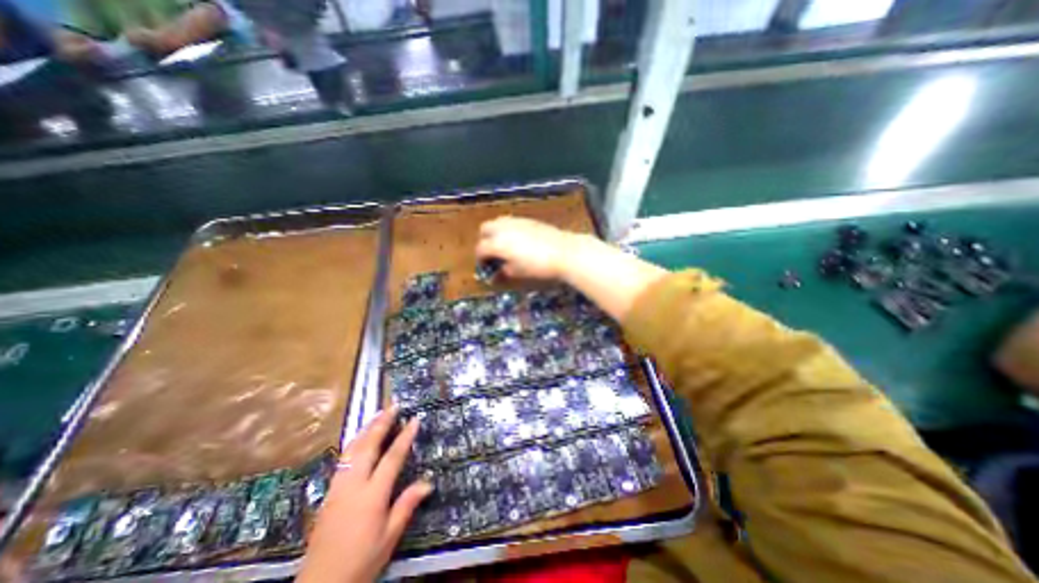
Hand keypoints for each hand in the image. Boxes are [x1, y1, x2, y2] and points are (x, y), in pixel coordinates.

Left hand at [299, 404, 431, 582]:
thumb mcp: (389, 536)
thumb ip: (407, 505)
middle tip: (393, 406)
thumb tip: (428, 482)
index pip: (392, 457)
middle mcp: (354, 484)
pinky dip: (354, 443)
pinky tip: (359, 438)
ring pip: (353, 449)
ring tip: (377, 414)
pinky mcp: (329, 493)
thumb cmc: (361, 561)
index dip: (405, 436)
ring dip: (366, 429)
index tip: (414, 419)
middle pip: (369, 445)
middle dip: (382, 423)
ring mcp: (338, 487)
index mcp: (372, 494)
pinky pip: (343, 459)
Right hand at [474, 219, 580, 281]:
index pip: (481, 248)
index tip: (485, 266)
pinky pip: (512, 221)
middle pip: (485, 229)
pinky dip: (508, 229)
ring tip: (504, 246)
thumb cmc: (538, 265)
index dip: (480, 259)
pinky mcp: (528, 220)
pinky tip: (519, 241)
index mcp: (498, 243)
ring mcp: (516, 221)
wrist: (564, 251)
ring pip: (498, 222)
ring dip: (496, 232)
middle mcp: (503, 228)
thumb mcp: (518, 272)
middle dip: (485, 240)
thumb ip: (503, 272)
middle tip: (492, 253)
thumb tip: (495, 275)